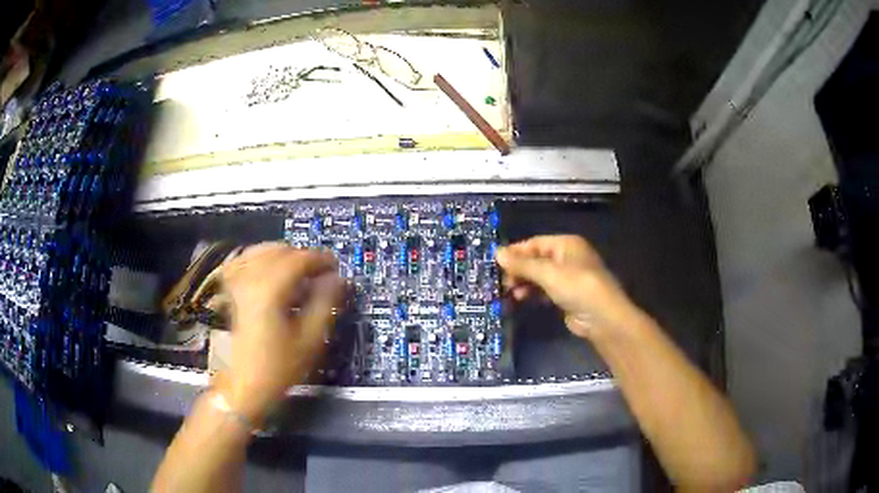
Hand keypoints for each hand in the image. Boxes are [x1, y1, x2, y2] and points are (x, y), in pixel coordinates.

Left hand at [218, 243, 342, 424]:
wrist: (243, 385)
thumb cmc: (279, 367)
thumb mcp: (310, 339)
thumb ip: (325, 303)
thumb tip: (338, 279)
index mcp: (270, 289)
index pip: (299, 259)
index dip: (321, 259)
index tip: (336, 267)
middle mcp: (249, 277)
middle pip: (280, 250)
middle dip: (303, 257)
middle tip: (321, 274)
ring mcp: (235, 281)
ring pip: (262, 251)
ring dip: (284, 256)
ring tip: (299, 273)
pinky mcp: (229, 289)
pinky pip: (244, 260)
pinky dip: (261, 259)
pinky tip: (270, 271)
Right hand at [496, 235, 637, 338]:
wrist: (602, 318)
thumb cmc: (577, 287)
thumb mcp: (548, 273)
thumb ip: (522, 264)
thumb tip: (497, 253)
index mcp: (567, 244)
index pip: (535, 243)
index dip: (516, 252)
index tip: (496, 263)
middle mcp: (567, 258)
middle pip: (536, 260)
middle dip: (519, 270)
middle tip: (503, 282)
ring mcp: (568, 278)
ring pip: (539, 276)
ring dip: (524, 283)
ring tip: (511, 294)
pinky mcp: (566, 295)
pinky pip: (544, 290)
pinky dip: (532, 294)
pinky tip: (521, 300)